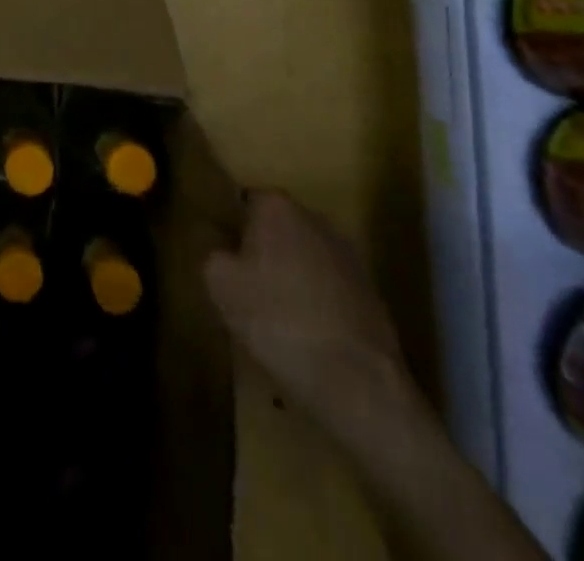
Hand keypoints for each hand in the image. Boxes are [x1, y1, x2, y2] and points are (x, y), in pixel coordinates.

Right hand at [205, 190, 411, 427]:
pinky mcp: (372, 293)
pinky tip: (308, 339)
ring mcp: (349, 255)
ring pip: (304, 260)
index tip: (225, 260)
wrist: (357, 382)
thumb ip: (212, 254)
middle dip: (262, 253)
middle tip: (245, 290)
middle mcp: (315, 218)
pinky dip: (318, 306)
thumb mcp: (219, 285)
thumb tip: (221, 252)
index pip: (244, 202)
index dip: (231, 230)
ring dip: (291, 280)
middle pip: (277, 229)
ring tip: (277, 321)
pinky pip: (329, 290)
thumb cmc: (278, 320)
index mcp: (277, 206)